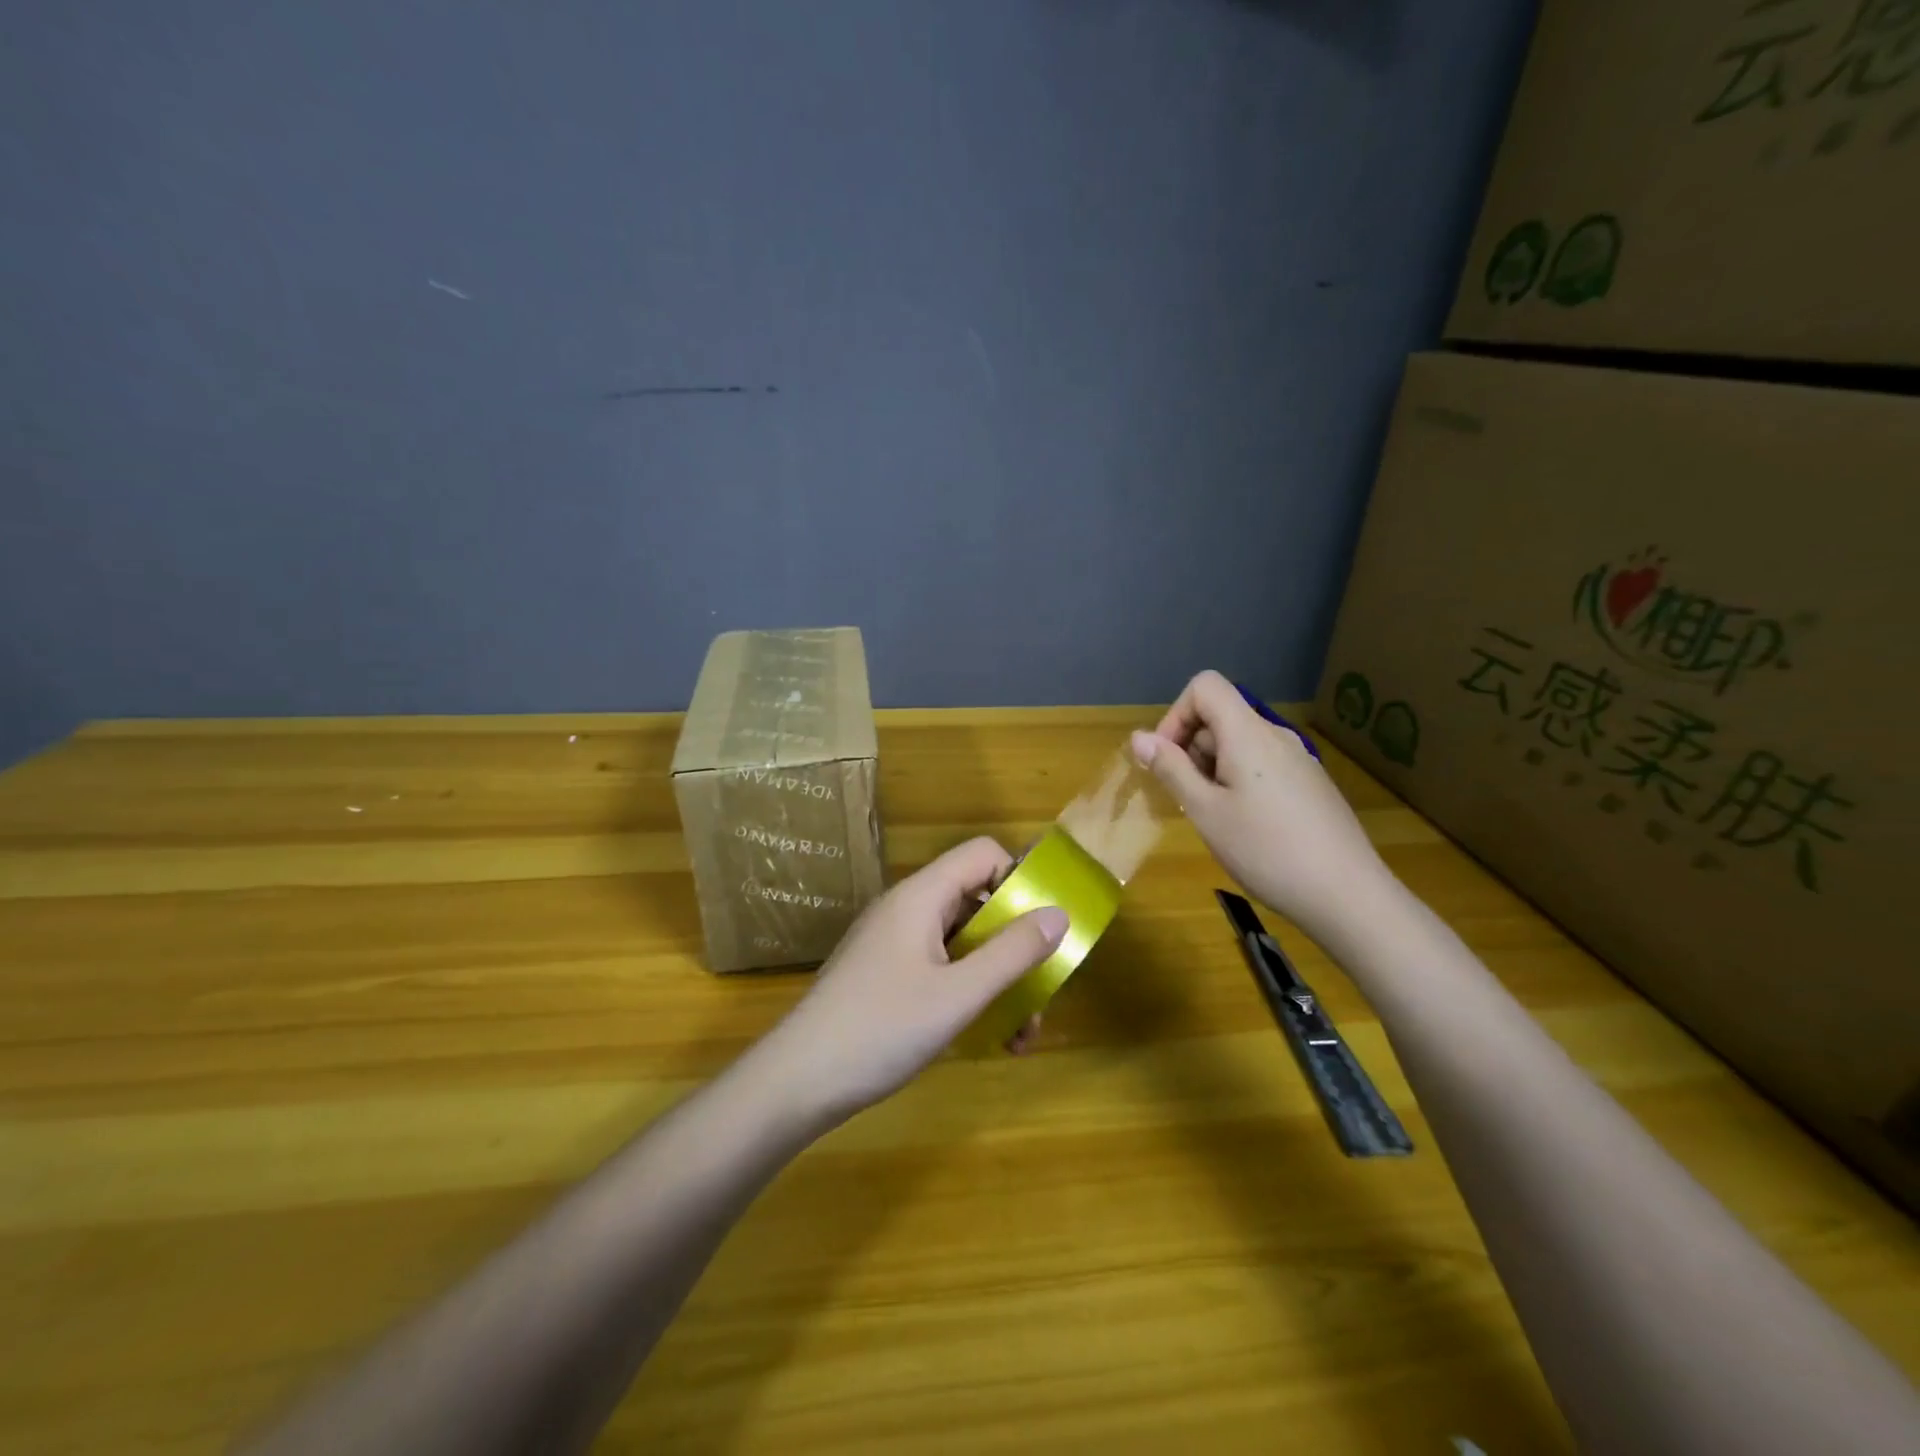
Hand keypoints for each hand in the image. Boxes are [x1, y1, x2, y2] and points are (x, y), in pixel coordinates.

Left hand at [756, 838, 1068, 1125]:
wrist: (797, 1082)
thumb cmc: (881, 1030)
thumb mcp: (958, 995)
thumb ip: (1012, 953)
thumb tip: (1060, 913)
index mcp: (921, 897)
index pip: (982, 855)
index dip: (1019, 879)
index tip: (1044, 925)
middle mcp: (908, 909)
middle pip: (977, 901)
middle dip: (1015, 944)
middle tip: (1041, 991)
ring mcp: (894, 943)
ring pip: (963, 941)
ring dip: (998, 978)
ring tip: (1021, 1034)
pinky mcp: (887, 975)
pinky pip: (941, 967)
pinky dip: (969, 993)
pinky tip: (989, 1039)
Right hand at [1130, 670, 1392, 946]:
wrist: (1348, 895)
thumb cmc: (1266, 850)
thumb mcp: (1205, 811)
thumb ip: (1171, 769)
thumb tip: (1139, 736)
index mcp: (1248, 734)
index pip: (1205, 686)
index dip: (1176, 715)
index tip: (1168, 759)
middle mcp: (1275, 736)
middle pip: (1220, 717)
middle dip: (1191, 749)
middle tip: (1187, 800)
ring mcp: (1298, 760)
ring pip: (1240, 744)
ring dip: (1213, 770)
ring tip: (1215, 819)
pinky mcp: (1310, 784)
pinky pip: (1262, 765)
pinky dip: (1239, 782)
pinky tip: (1247, 827)